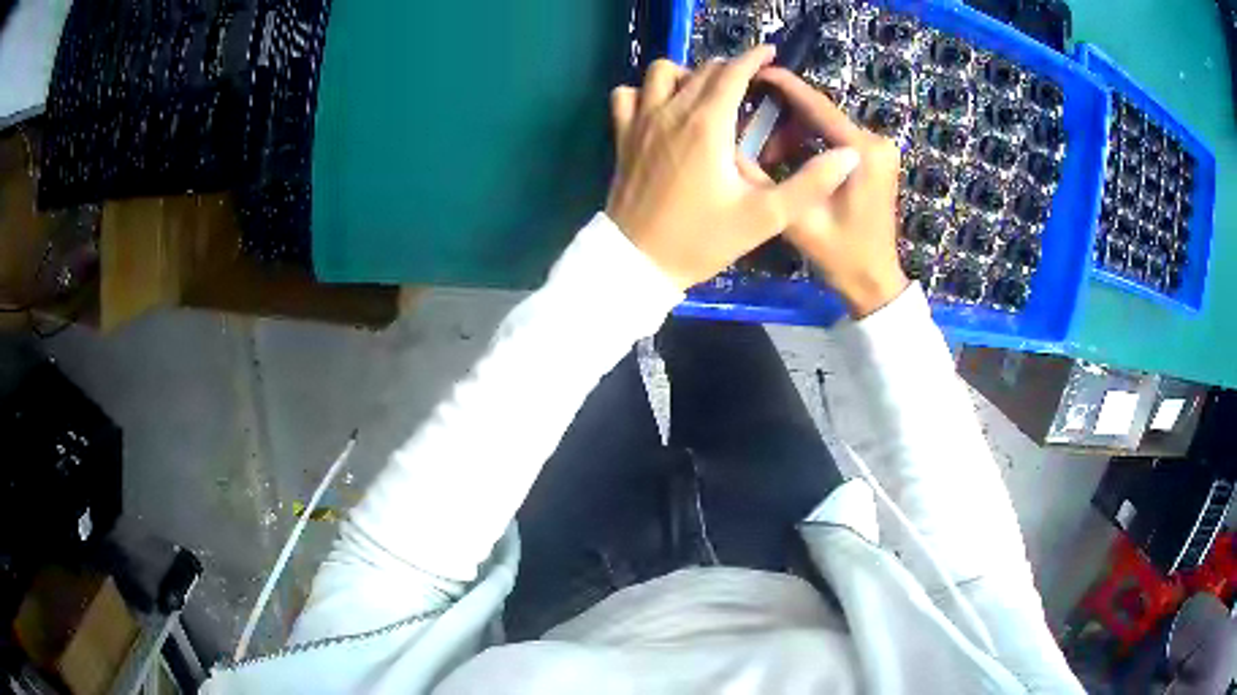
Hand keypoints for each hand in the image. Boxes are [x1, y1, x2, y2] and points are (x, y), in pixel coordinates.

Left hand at [606, 48, 861, 289]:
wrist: (638, 263)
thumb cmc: (703, 240)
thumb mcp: (765, 218)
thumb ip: (809, 185)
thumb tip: (848, 156)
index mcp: (708, 124)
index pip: (734, 73)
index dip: (755, 58)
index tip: (770, 53)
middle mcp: (672, 111)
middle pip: (702, 70)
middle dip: (730, 68)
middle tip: (750, 84)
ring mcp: (641, 121)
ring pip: (660, 72)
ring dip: (685, 74)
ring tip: (704, 94)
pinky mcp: (622, 136)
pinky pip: (625, 95)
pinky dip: (644, 92)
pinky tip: (659, 109)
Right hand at [756, 68, 908, 317]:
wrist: (875, 280)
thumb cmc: (840, 255)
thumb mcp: (797, 218)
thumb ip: (764, 178)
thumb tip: (731, 146)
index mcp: (861, 152)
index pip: (817, 106)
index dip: (785, 86)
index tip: (755, 71)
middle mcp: (876, 142)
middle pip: (821, 113)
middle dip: (784, 120)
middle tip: (756, 140)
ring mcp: (879, 149)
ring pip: (827, 124)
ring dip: (795, 134)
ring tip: (771, 158)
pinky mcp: (877, 157)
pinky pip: (837, 137)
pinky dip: (812, 142)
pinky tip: (792, 159)